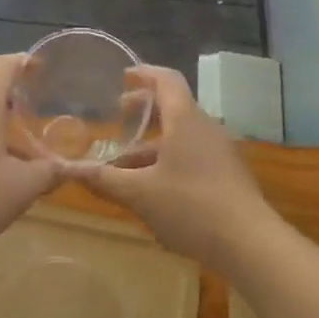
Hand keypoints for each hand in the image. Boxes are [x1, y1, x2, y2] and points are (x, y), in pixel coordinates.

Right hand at [76, 65, 271, 271]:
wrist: (250, 244)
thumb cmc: (191, 207)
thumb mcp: (140, 194)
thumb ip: (104, 180)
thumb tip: (67, 170)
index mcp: (186, 120)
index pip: (167, 80)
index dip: (145, 73)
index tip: (124, 76)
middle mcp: (206, 127)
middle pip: (175, 106)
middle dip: (145, 109)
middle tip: (120, 114)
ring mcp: (221, 152)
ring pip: (183, 135)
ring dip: (155, 142)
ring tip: (127, 162)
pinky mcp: (228, 175)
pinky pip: (194, 154)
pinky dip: (171, 159)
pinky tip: (154, 187)